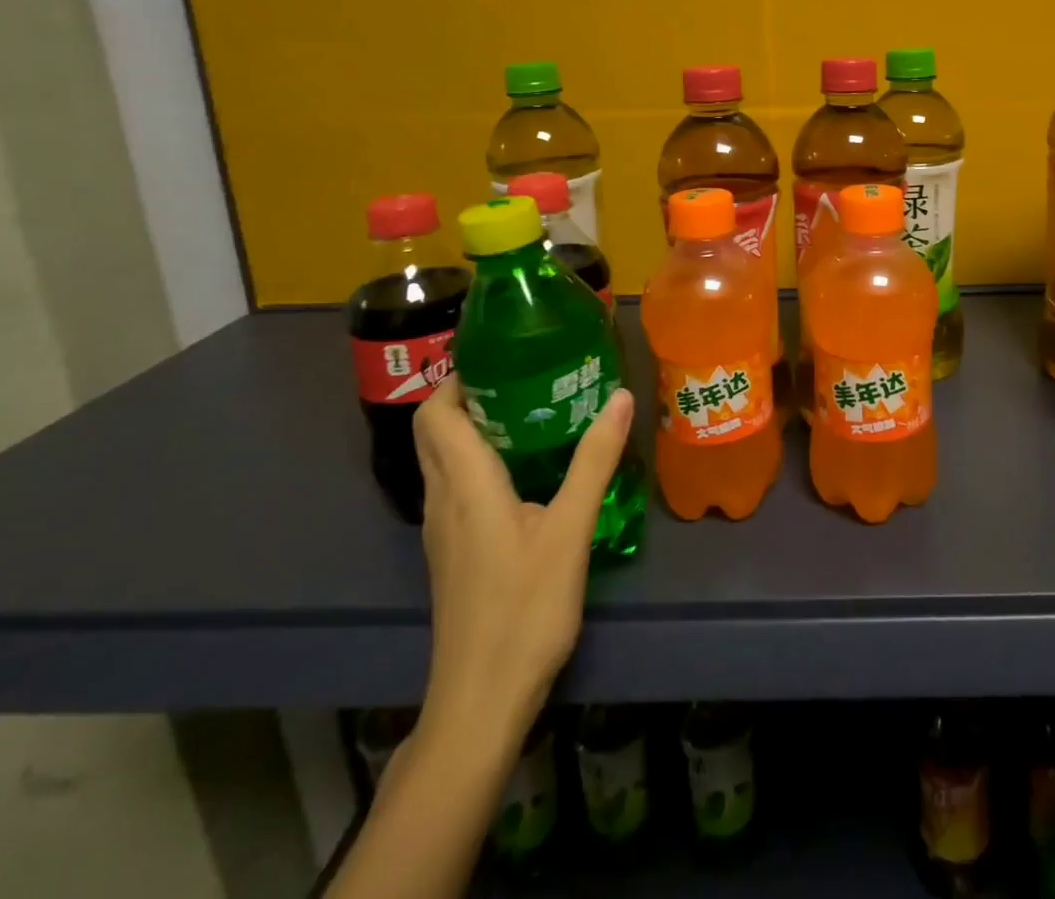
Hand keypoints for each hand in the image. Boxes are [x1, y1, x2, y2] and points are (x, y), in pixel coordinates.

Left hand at [412, 377, 633, 739]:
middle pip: (434, 432)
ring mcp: (442, 531)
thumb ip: (594, 460)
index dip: (456, 378)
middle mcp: (442, 500)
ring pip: (443, 460)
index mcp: (464, 485)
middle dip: (467, 396)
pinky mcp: (453, 554)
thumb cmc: (524, 609)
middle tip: (523, 374)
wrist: (481, 700)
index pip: (435, 414)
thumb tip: (620, 396)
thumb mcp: (570, 530)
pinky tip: (525, 470)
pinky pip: (455, 487)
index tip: (500, 354)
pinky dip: (478, 461)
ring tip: (530, 409)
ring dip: (473, 427)